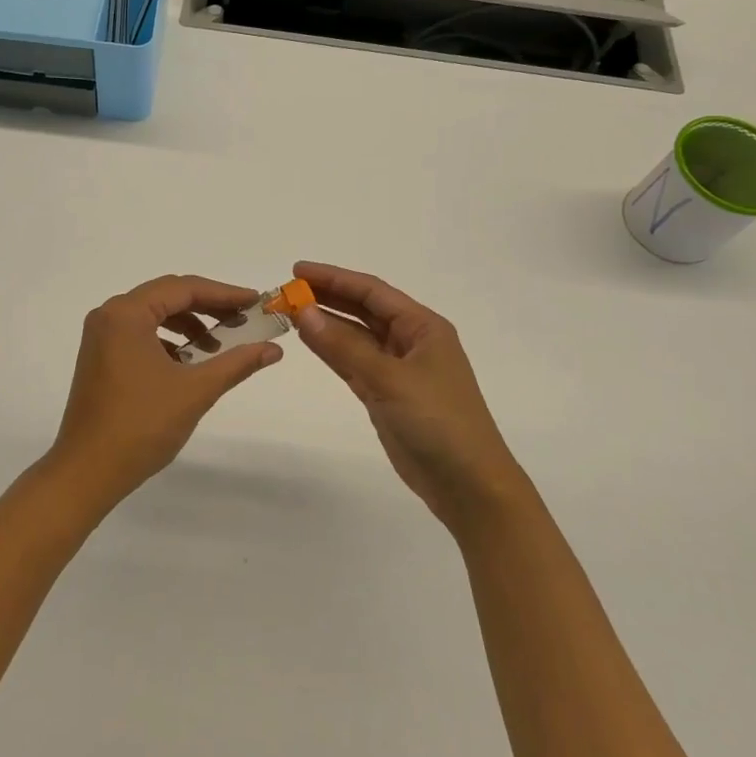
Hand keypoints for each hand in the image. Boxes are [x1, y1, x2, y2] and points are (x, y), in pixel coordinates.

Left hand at [47, 274, 283, 511]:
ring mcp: (100, 337)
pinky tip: (188, 362)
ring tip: (219, 346)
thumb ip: (236, 363)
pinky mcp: (99, 357)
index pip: (184, 289)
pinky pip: (139, 334)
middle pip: (167, 296)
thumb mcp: (195, 391)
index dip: (224, 294)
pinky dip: (168, 340)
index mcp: (126, 314)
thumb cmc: (141, 425)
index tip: (256, 302)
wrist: (87, 472)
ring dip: (188, 324)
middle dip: (208, 307)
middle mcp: (109, 315)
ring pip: (153, 315)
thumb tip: (274, 349)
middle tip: (244, 320)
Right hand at [291, 262, 524, 535]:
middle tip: (287, 291)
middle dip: (327, 298)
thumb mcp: (390, 379)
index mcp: (423, 327)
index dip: (334, 278)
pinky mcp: (386, 396)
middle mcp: (411, 342)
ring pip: (356, 337)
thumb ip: (344, 346)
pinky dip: (332, 352)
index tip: (297, 271)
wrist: (468, 485)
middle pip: (363, 310)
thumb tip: (304, 312)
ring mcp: (398, 370)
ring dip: (326, 325)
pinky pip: (353, 364)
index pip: (372, 292)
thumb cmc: (438, 422)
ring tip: (290, 312)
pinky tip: (309, 341)